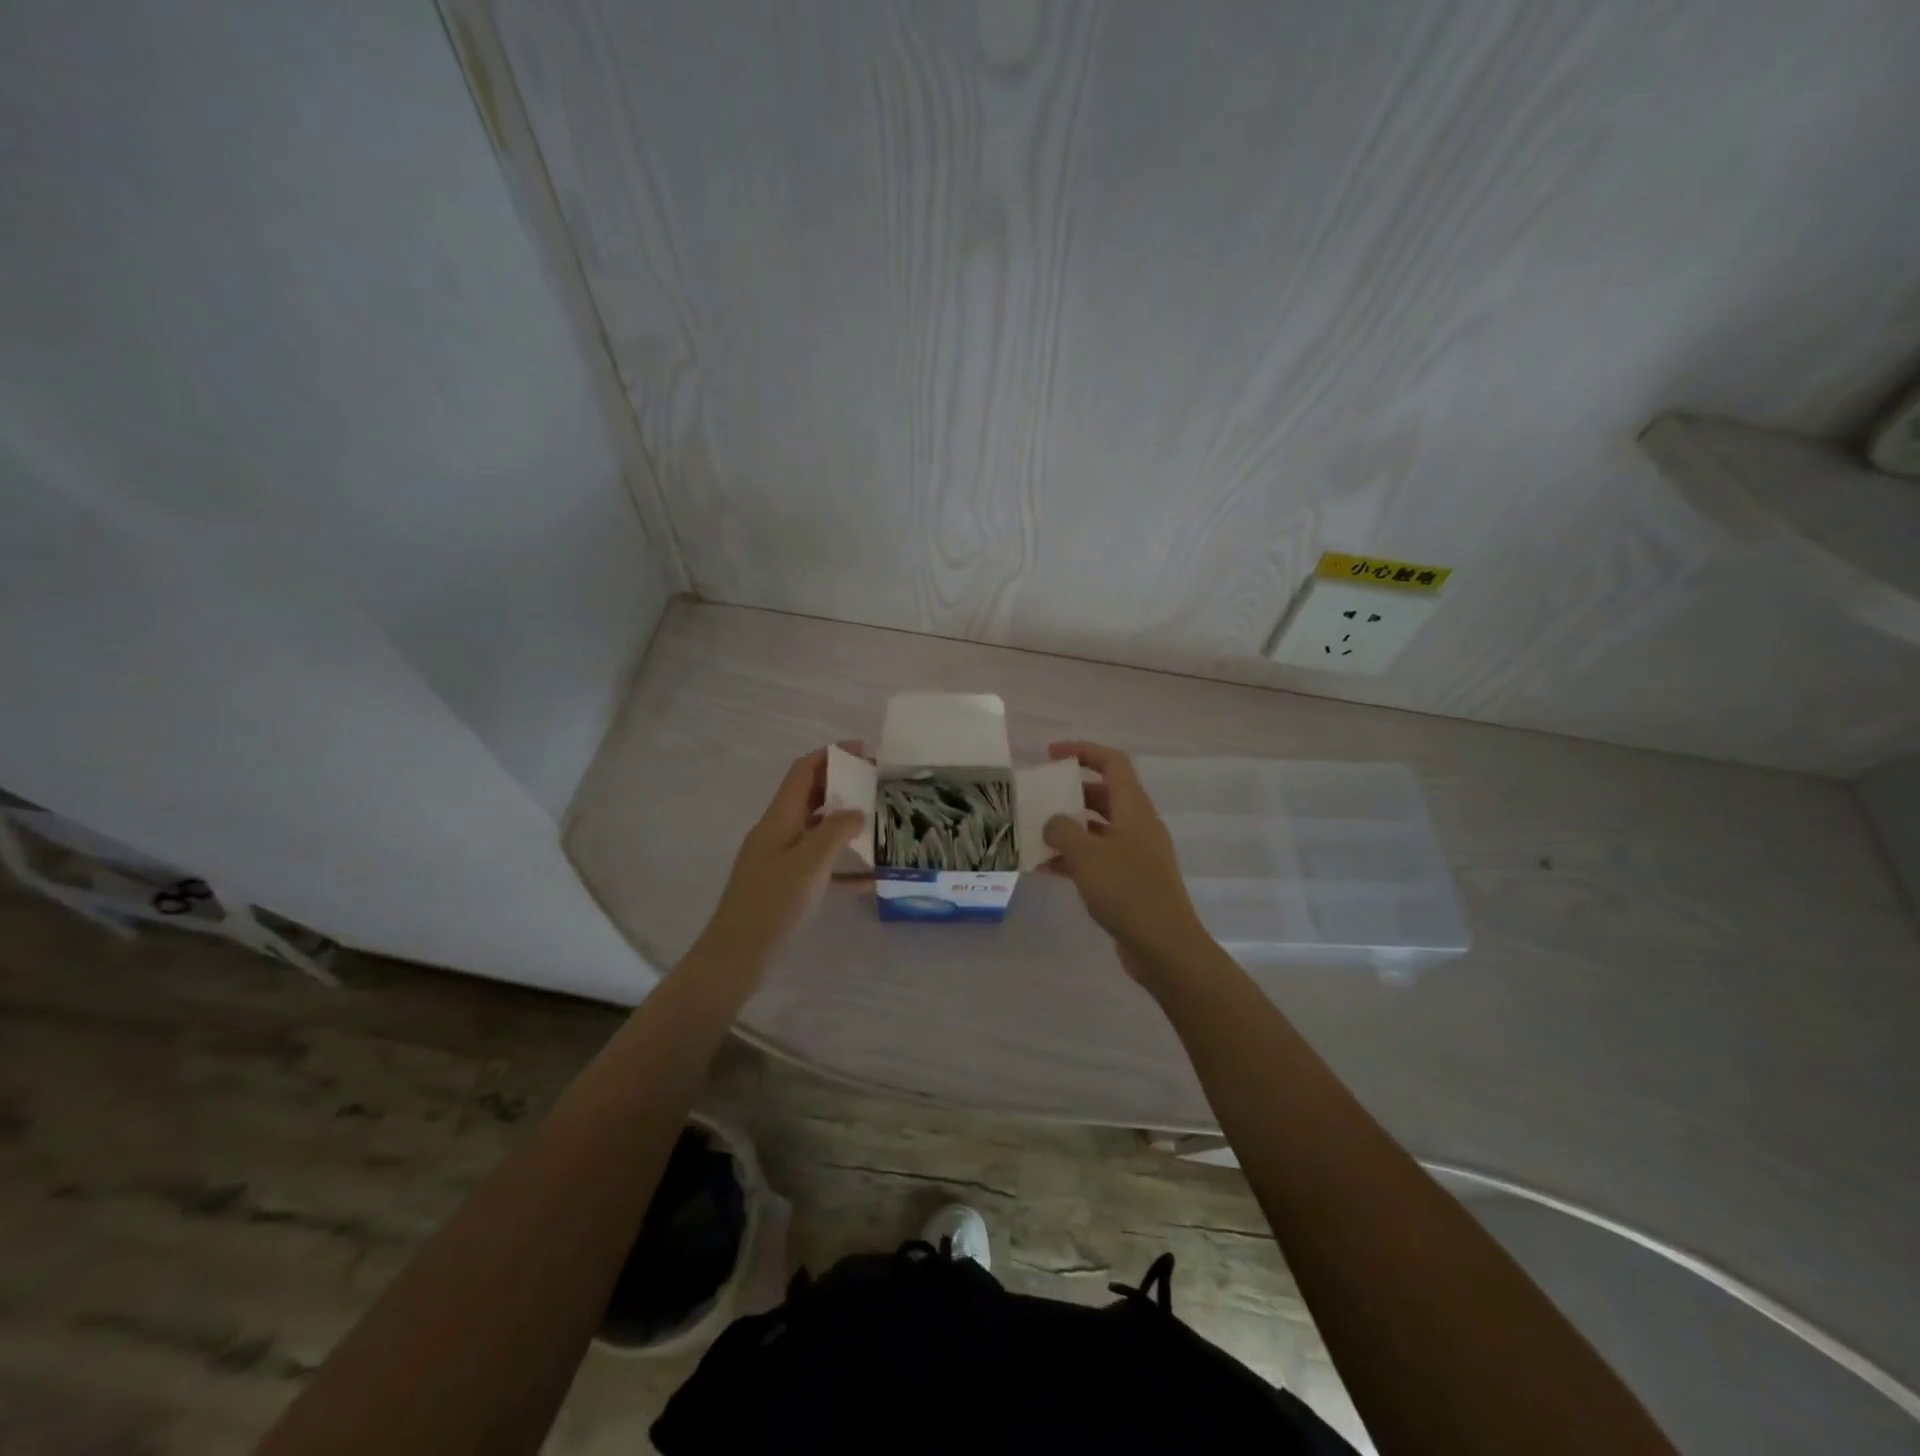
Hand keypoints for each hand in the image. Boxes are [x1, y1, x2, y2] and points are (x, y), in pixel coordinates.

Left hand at [694, 746, 864, 972]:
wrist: (737, 955)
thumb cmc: (773, 903)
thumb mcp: (810, 862)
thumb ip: (836, 831)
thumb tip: (857, 812)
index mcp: (779, 818)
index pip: (803, 771)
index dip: (831, 755)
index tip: (863, 750)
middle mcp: (777, 831)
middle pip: (810, 796)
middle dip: (841, 785)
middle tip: (876, 785)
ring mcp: (780, 859)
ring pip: (816, 829)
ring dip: (844, 821)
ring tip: (877, 822)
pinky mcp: (785, 885)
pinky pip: (819, 864)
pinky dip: (842, 864)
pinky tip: (869, 877)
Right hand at [1042, 741, 1213, 986]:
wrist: (1165, 947)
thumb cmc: (1127, 891)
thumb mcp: (1086, 855)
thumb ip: (1062, 830)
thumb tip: (1052, 822)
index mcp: (1134, 808)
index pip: (1112, 762)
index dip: (1083, 751)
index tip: (1051, 754)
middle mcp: (1137, 826)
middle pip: (1103, 795)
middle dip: (1069, 794)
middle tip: (1037, 799)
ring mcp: (1136, 855)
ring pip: (1097, 829)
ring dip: (1067, 829)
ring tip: (1033, 835)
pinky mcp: (1130, 882)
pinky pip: (1097, 858)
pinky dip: (1073, 858)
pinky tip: (1044, 869)